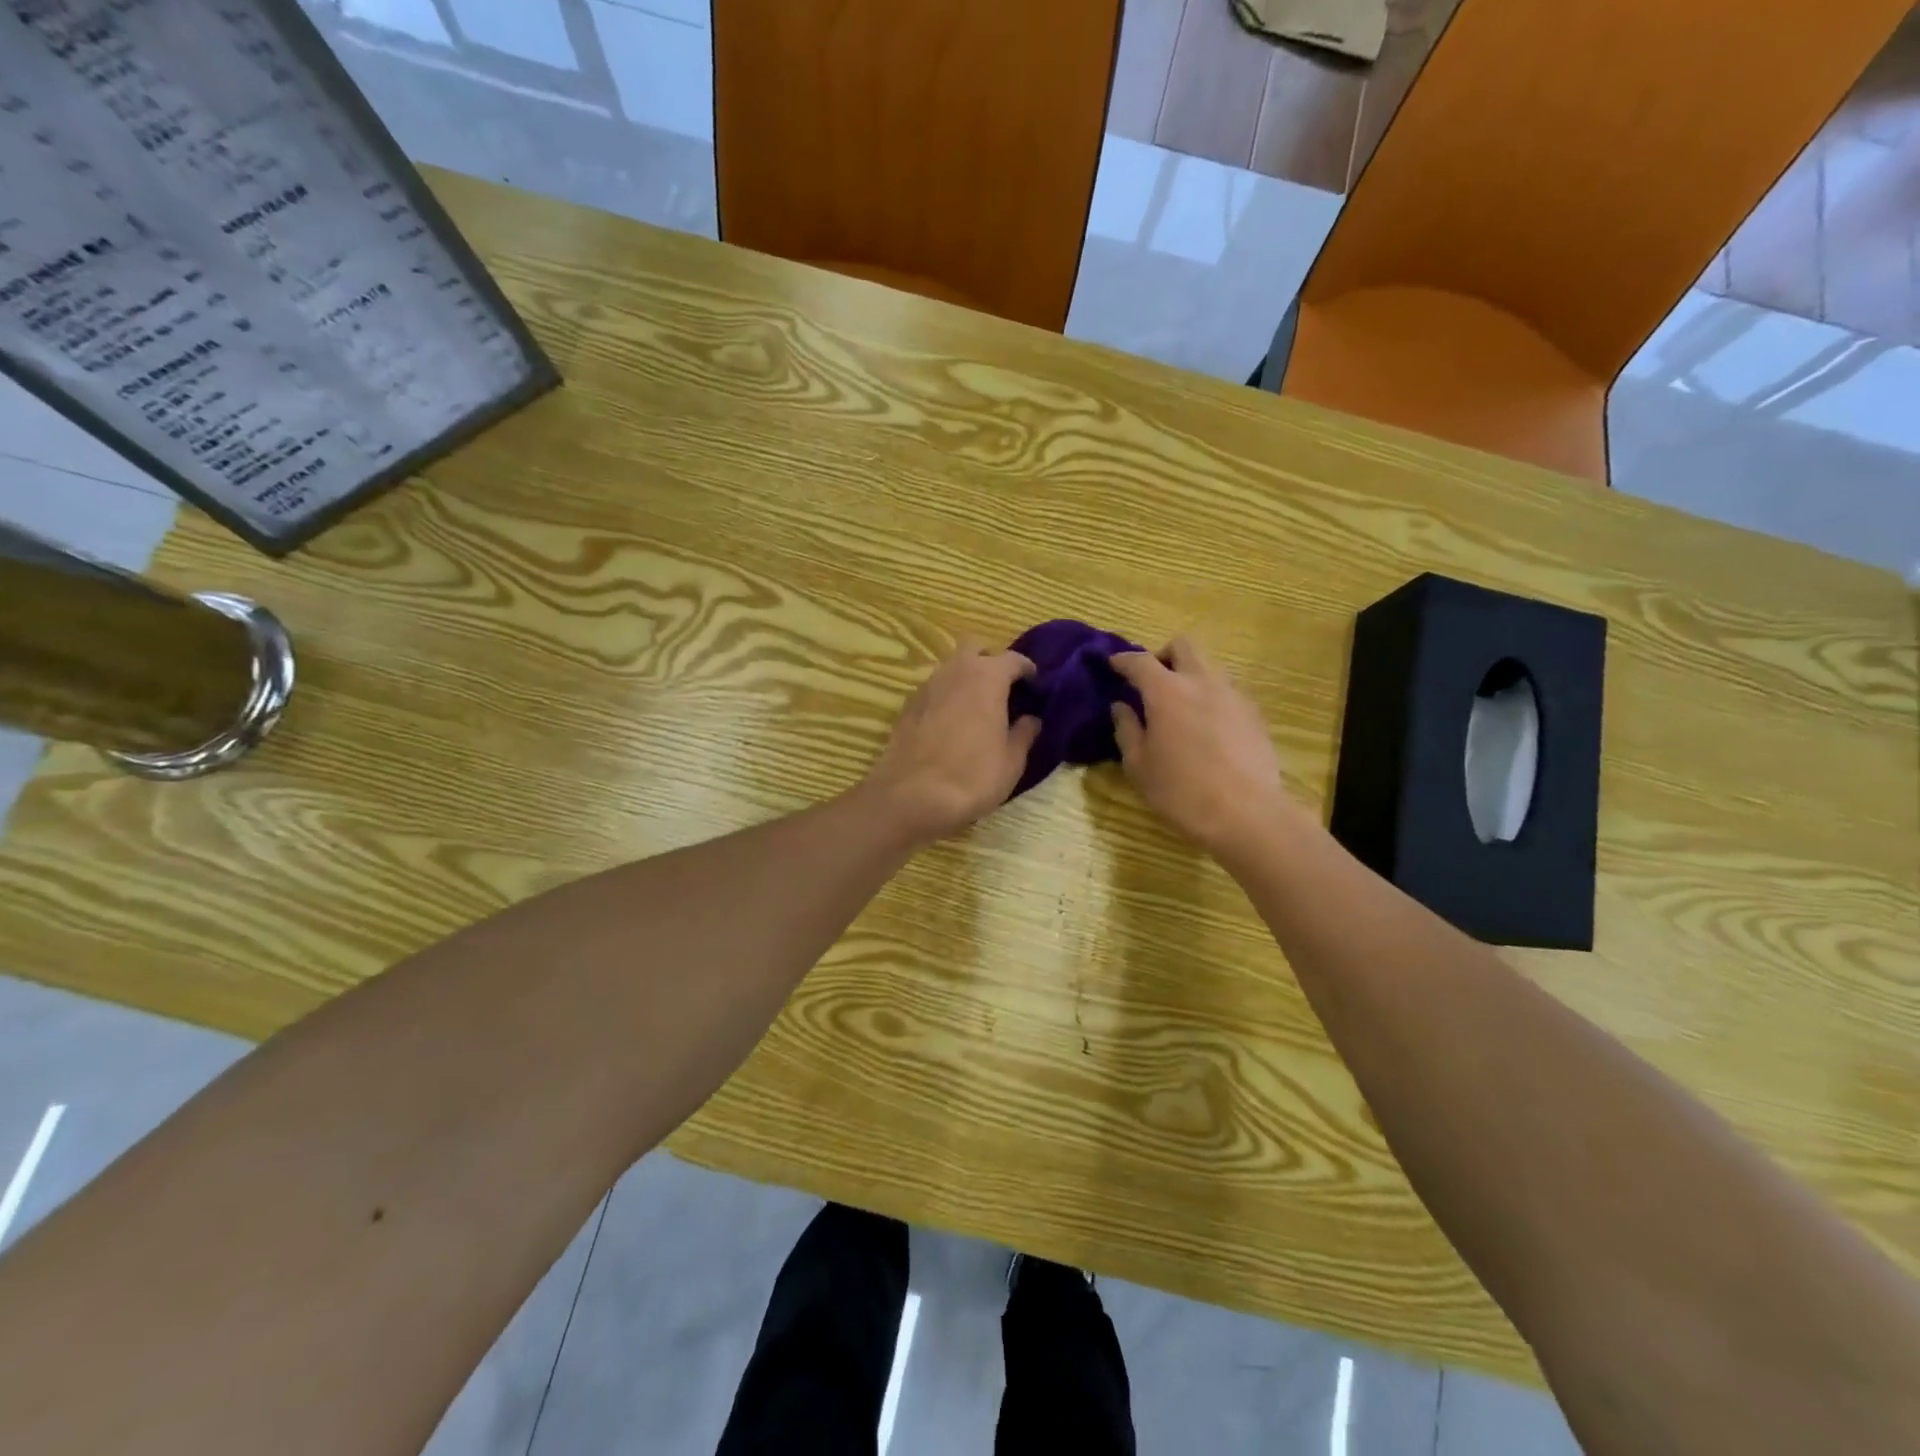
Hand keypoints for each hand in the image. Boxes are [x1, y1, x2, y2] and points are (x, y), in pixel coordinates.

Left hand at [863, 638, 1039, 845]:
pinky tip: (952, 724)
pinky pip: (934, 690)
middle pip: (976, 648)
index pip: (1014, 659)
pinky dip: (947, 697)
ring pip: (951, 667)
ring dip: (967, 678)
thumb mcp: (1012, 761)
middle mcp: (955, 671)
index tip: (1036, 687)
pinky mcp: (907, 706)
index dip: (1028, 671)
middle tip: (1004, 689)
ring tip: (978, 708)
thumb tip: (1031, 719)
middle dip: (991, 661)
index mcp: (987, 677)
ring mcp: (927, 686)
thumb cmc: (972, 777)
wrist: (910, 797)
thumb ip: (1024, 734)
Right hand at [1110, 638, 1301, 857]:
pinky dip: (1210, 697)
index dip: (1123, 660)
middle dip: (1163, 655)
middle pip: (1183, 646)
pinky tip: (1206, 727)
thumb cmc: (1181, 792)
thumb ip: (1126, 730)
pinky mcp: (1254, 713)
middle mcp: (1202, 682)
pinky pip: (1227, 690)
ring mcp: (1233, 694)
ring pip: (1209, 666)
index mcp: (1167, 692)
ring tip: (1180, 706)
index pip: (1140, 661)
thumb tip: (1121, 707)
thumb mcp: (1139, 766)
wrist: (1247, 813)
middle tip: (1151, 681)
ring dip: (1190, 676)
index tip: (1113, 665)